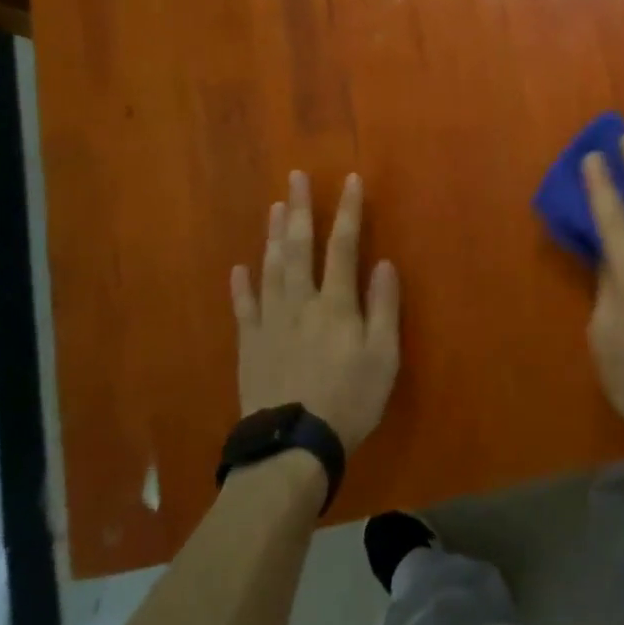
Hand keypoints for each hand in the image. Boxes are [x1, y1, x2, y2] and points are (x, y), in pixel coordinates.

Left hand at [232, 171, 400, 452]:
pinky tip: (240, 267)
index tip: (349, 180)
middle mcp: (301, 302)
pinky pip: (244, 307)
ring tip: (274, 207)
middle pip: (299, 247)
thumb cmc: (349, 400)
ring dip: (273, 235)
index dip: (348, 211)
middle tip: (295, 177)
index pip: (344, 246)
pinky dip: (242, 285)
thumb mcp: (383, 357)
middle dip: (300, 209)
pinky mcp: (249, 345)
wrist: (292, 446)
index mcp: (336, 304)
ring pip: (271, 268)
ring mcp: (270, 322)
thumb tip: (383, 263)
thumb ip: (383, 307)